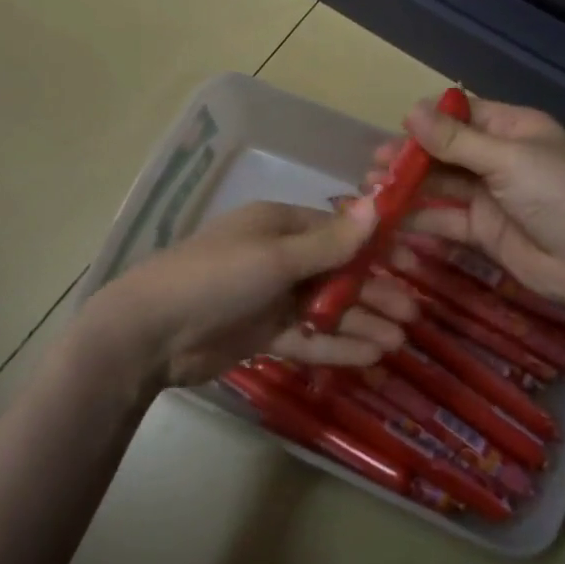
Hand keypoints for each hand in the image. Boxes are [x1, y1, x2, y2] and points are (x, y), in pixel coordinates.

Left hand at [94, 199, 415, 386]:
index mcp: (278, 226)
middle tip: (412, 313)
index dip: (374, 247)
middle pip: (335, 272)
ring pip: (324, 308)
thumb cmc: (217, 278)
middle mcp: (277, 258)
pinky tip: (369, 357)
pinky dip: (335, 345)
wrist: (152, 331)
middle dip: (373, 291)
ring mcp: (269, 298)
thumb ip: (329, 242)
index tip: (411, 263)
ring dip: (360, 321)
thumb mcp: (276, 256)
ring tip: (399, 340)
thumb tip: (376, 206)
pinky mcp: (261, 333)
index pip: (336, 231)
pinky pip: (306, 337)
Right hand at [372, 95, 564, 309]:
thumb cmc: (558, 194)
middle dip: (409, 158)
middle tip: (372, 166)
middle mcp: (499, 160)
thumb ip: (454, 140)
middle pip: (446, 153)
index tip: (394, 130)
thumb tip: (408, 110)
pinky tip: (389, 219)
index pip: (463, 116)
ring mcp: (490, 198)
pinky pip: (445, 220)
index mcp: (513, 130)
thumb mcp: (506, 158)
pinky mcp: (483, 232)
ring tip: (371, 191)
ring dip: (408, 188)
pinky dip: (418, 219)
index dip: (429, 122)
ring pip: (440, 187)